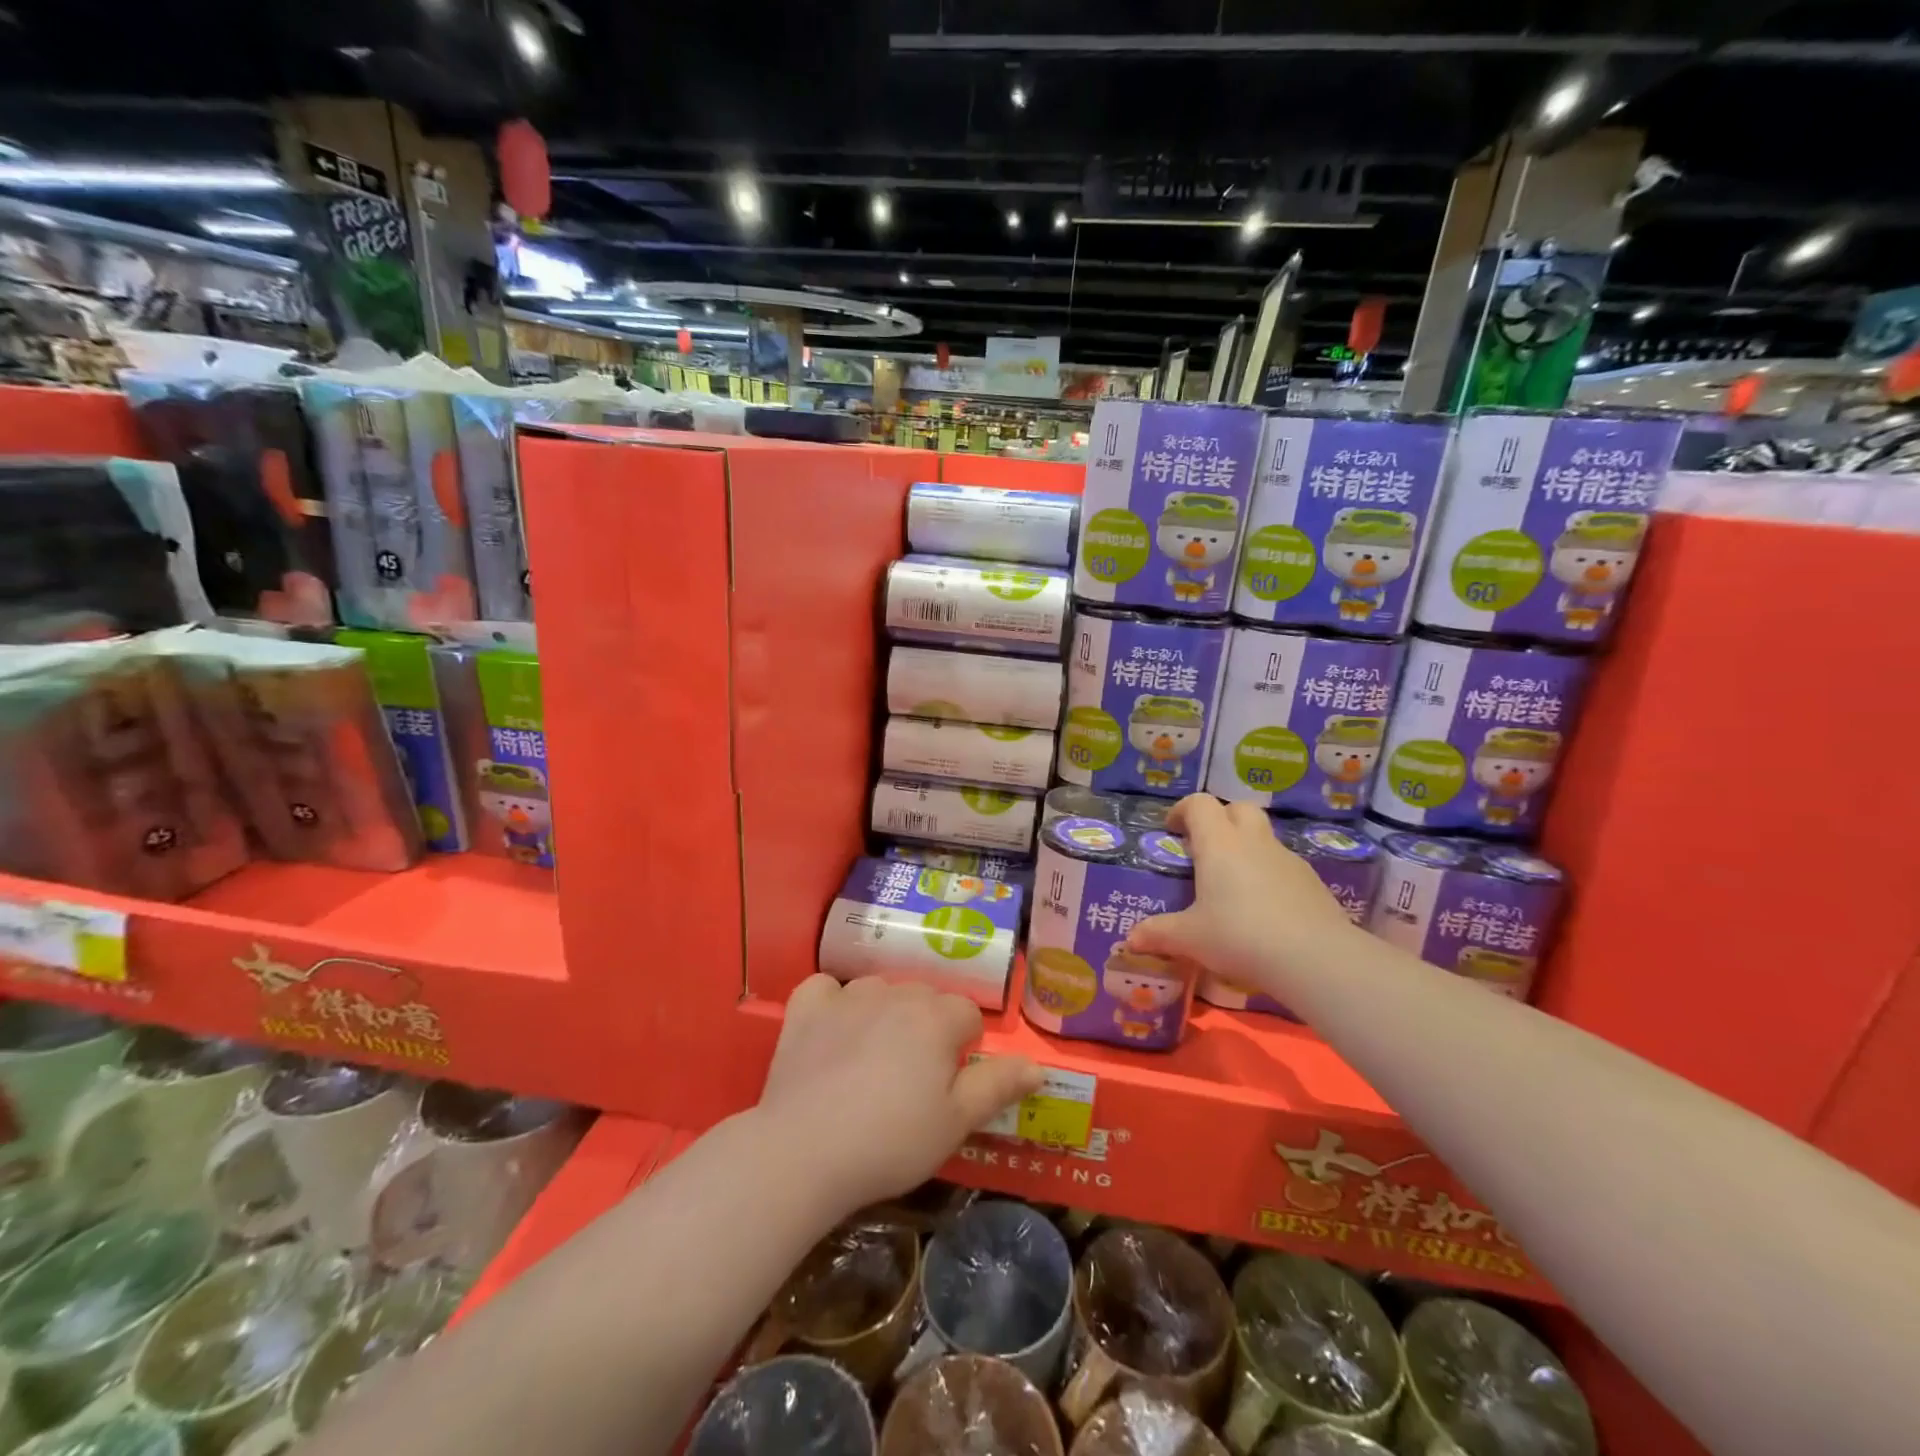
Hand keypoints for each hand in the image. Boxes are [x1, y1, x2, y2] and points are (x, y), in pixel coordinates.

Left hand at [759, 976, 1042, 1216]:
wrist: (804, 1152)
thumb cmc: (891, 1141)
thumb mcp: (955, 1122)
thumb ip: (997, 1085)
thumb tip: (1036, 1065)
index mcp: (936, 1017)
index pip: (967, 1016)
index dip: (963, 1050)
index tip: (946, 1087)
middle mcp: (895, 993)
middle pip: (924, 999)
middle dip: (926, 1029)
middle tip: (910, 1082)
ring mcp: (847, 995)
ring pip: (879, 991)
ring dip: (884, 1014)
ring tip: (870, 1063)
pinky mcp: (806, 1007)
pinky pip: (826, 989)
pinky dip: (832, 1004)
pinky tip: (830, 1032)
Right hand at [1125, 795, 1357, 996]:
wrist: (1315, 958)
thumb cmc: (1240, 936)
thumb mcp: (1190, 938)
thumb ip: (1159, 934)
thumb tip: (1131, 939)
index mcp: (1219, 844)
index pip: (1200, 804)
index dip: (1183, 810)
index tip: (1172, 830)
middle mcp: (1253, 842)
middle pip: (1238, 808)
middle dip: (1220, 819)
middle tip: (1204, 848)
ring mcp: (1287, 859)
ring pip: (1263, 836)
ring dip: (1246, 847)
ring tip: (1232, 884)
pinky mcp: (1311, 882)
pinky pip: (1283, 865)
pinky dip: (1268, 875)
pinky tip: (1263, 908)